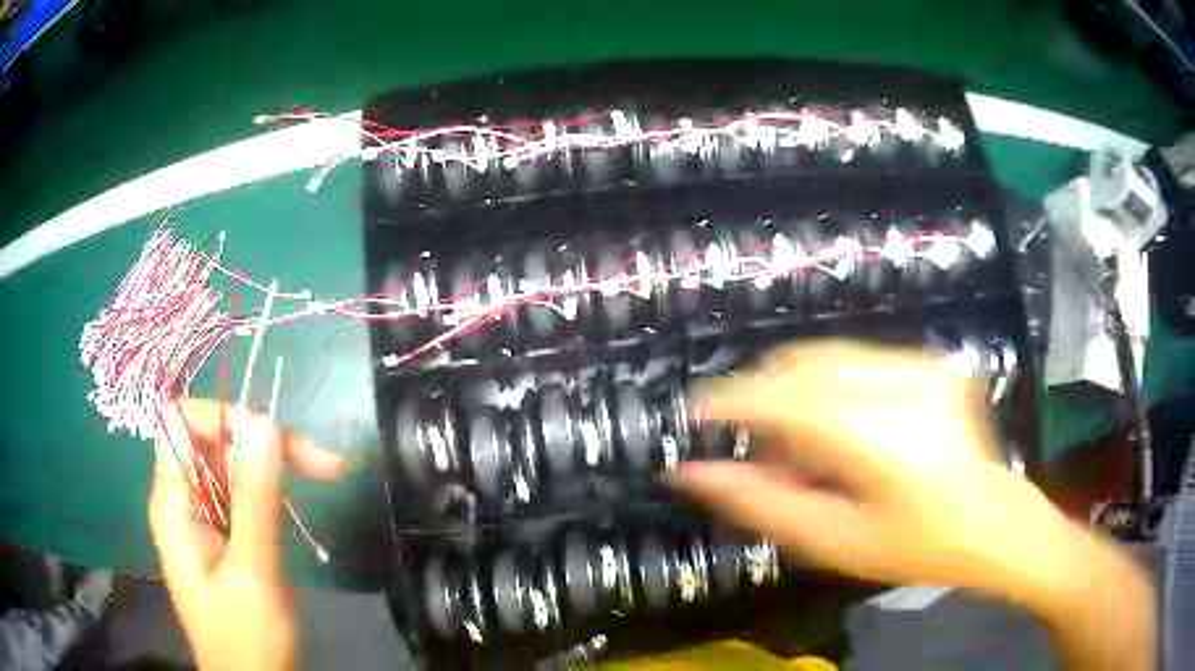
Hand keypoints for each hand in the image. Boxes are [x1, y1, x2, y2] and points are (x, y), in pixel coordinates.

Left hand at [149, 400, 342, 670]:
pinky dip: (274, 492)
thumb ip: (255, 499)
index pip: (181, 424)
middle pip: (213, 440)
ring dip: (275, 466)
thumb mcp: (253, 571)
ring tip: (323, 475)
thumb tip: (264, 422)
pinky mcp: (225, 534)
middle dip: (263, 441)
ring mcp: (204, 518)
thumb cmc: (246, 639)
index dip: (221, 417)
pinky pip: (244, 494)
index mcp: (173, 504)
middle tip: (321, 464)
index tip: (271, 438)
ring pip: (233, 465)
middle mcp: (183, 501)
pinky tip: (297, 505)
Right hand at [670, 341, 1152, 669]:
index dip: (732, 400)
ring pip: (830, 355)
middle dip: (763, 393)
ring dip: (796, 388)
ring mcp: (921, 365)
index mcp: (874, 438)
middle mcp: (899, 384)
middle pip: (804, 365)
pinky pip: (860, 357)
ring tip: (795, 437)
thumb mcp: (831, 541)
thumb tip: (692, 474)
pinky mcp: (931, 361)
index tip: (697, 412)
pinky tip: (835, 421)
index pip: (782, 398)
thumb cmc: (912, 546)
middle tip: (752, 438)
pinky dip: (830, 382)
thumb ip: (761, 503)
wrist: (992, 520)